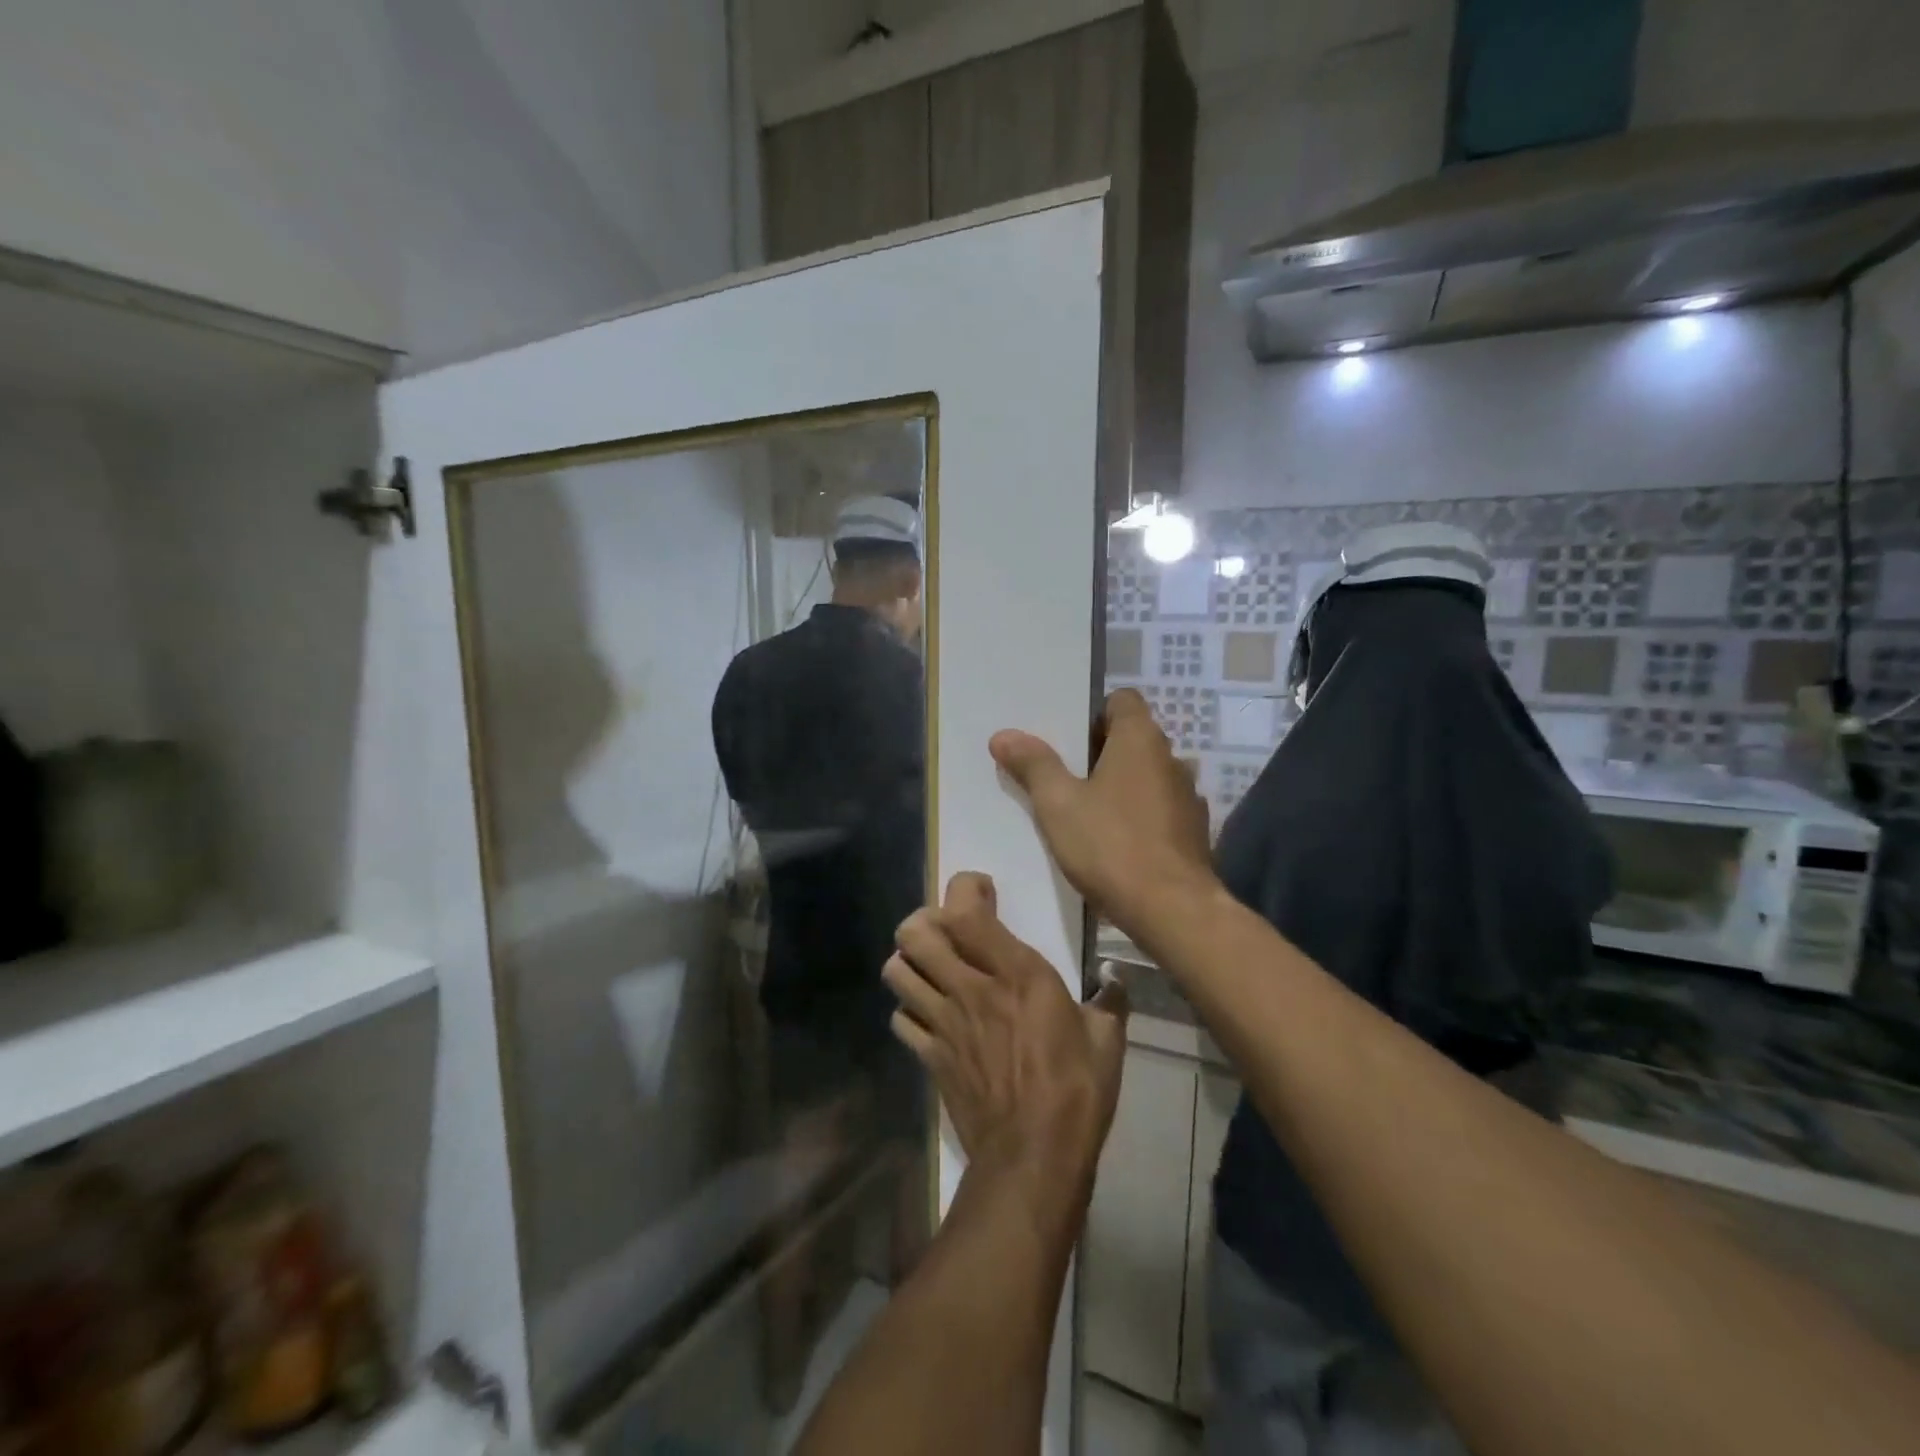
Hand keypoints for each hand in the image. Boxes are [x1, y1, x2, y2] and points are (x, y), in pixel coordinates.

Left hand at [885, 873, 1128, 1222]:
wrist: (1034, 1157)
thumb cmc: (1076, 1091)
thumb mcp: (1107, 1040)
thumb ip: (1109, 1000)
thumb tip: (1117, 977)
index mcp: (1015, 973)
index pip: (965, 910)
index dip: (965, 889)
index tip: (984, 893)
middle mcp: (970, 988)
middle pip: (915, 933)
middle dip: (925, 920)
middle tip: (950, 931)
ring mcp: (943, 1023)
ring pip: (897, 970)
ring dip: (910, 961)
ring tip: (934, 968)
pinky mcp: (930, 1057)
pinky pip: (901, 1019)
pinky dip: (910, 1009)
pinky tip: (931, 1016)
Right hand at [989, 689, 1215, 938]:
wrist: (1172, 910)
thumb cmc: (1111, 846)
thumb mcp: (1058, 804)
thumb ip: (1033, 765)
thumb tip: (1004, 734)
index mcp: (1140, 740)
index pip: (1122, 701)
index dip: (1093, 712)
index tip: (1066, 739)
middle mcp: (1171, 759)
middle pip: (1133, 739)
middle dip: (1099, 752)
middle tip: (1062, 775)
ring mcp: (1187, 797)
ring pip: (1146, 776)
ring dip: (1120, 786)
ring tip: (1086, 809)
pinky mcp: (1193, 832)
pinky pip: (1159, 809)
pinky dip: (1138, 815)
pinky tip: (1115, 841)